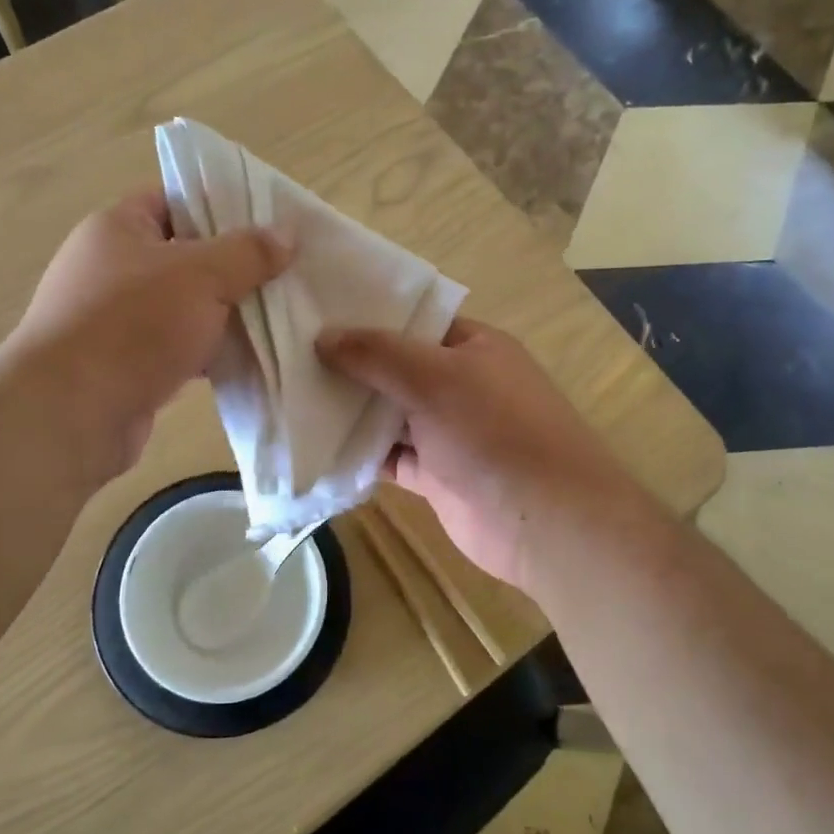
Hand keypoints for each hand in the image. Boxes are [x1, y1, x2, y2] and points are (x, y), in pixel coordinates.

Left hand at [0, 190, 290, 485]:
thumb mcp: (201, 276)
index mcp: (118, 229)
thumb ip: (247, 253)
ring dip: (227, 315)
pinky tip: (252, 358)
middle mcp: (113, 269)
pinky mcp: (129, 366)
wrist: (71, 414)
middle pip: (186, 256)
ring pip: (187, 307)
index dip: (220, 206)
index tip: (268, 223)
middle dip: (235, 267)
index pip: (174, 200)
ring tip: (281, 315)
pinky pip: (181, 348)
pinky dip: (211, 352)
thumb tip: (288, 234)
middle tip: (286, 272)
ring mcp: (119, 321)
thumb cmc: (132, 326)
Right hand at [317, 319, 649, 592]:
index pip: (415, 321)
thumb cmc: (494, 431)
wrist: (544, 521)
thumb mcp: (434, 377)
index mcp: (474, 347)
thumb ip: (378, 354)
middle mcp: (462, 385)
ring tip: (291, 394)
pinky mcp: (436, 476)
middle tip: (290, 354)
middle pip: (398, 368)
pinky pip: (390, 457)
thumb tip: (323, 336)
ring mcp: (449, 433)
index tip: (316, 313)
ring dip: (351, 411)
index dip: (370, 316)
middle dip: (352, 364)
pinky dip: (361, 453)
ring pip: (391, 414)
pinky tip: (318, 445)